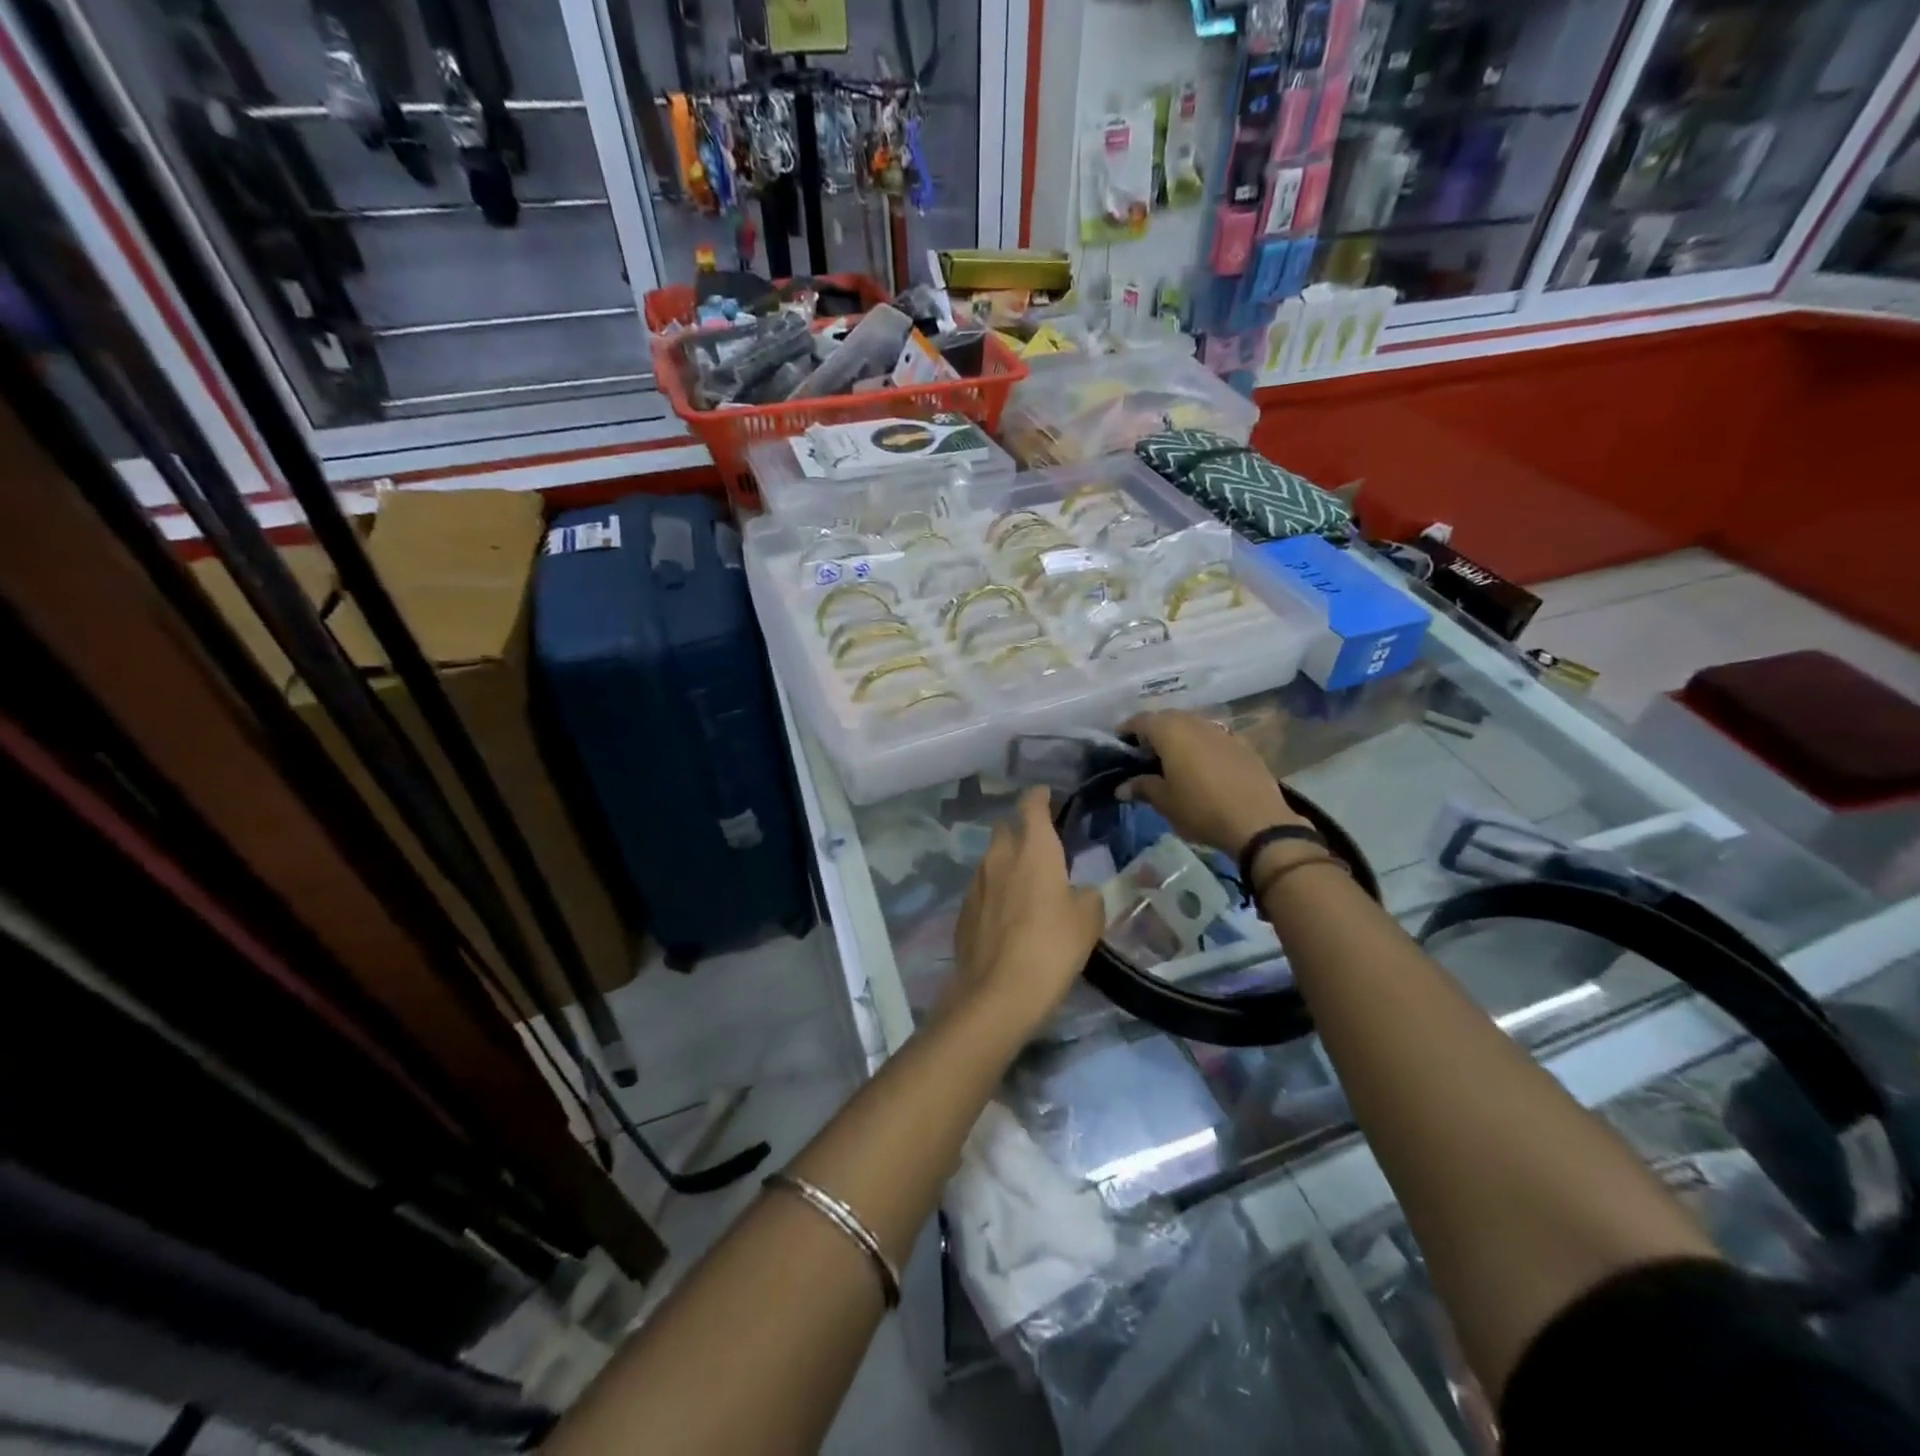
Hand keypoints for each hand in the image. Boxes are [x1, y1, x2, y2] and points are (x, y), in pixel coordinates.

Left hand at [949, 787, 1105, 1037]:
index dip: (1039, 797)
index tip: (1047, 796)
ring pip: (992, 858)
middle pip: (1006, 828)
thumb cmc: (1051, 948)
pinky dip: (996, 891)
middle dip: (1021, 829)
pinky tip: (1007, 914)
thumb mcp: (1088, 921)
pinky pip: (982, 888)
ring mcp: (976, 883)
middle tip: (1041, 845)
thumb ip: (1087, 896)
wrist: (997, 993)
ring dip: (1007, 862)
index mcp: (1034, 849)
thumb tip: (1079, 892)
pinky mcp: (963, 910)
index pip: (1031, 806)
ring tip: (1026, 883)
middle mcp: (999, 856)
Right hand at [1119, 709, 1305, 857]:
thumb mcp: (1165, 802)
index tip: (1119, 745)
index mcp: (1170, 732)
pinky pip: (1213, 737)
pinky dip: (1201, 745)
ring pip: (1192, 725)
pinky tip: (1201, 766)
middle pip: (1167, 718)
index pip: (1141, 720)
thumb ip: (1142, 787)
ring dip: (1178, 736)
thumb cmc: (1201, 809)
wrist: (1258, 821)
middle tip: (1143, 753)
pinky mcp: (1242, 744)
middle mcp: (1195, 723)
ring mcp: (1222, 731)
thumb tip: (1122, 787)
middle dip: (1153, 731)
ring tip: (1171, 759)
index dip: (1127, 730)